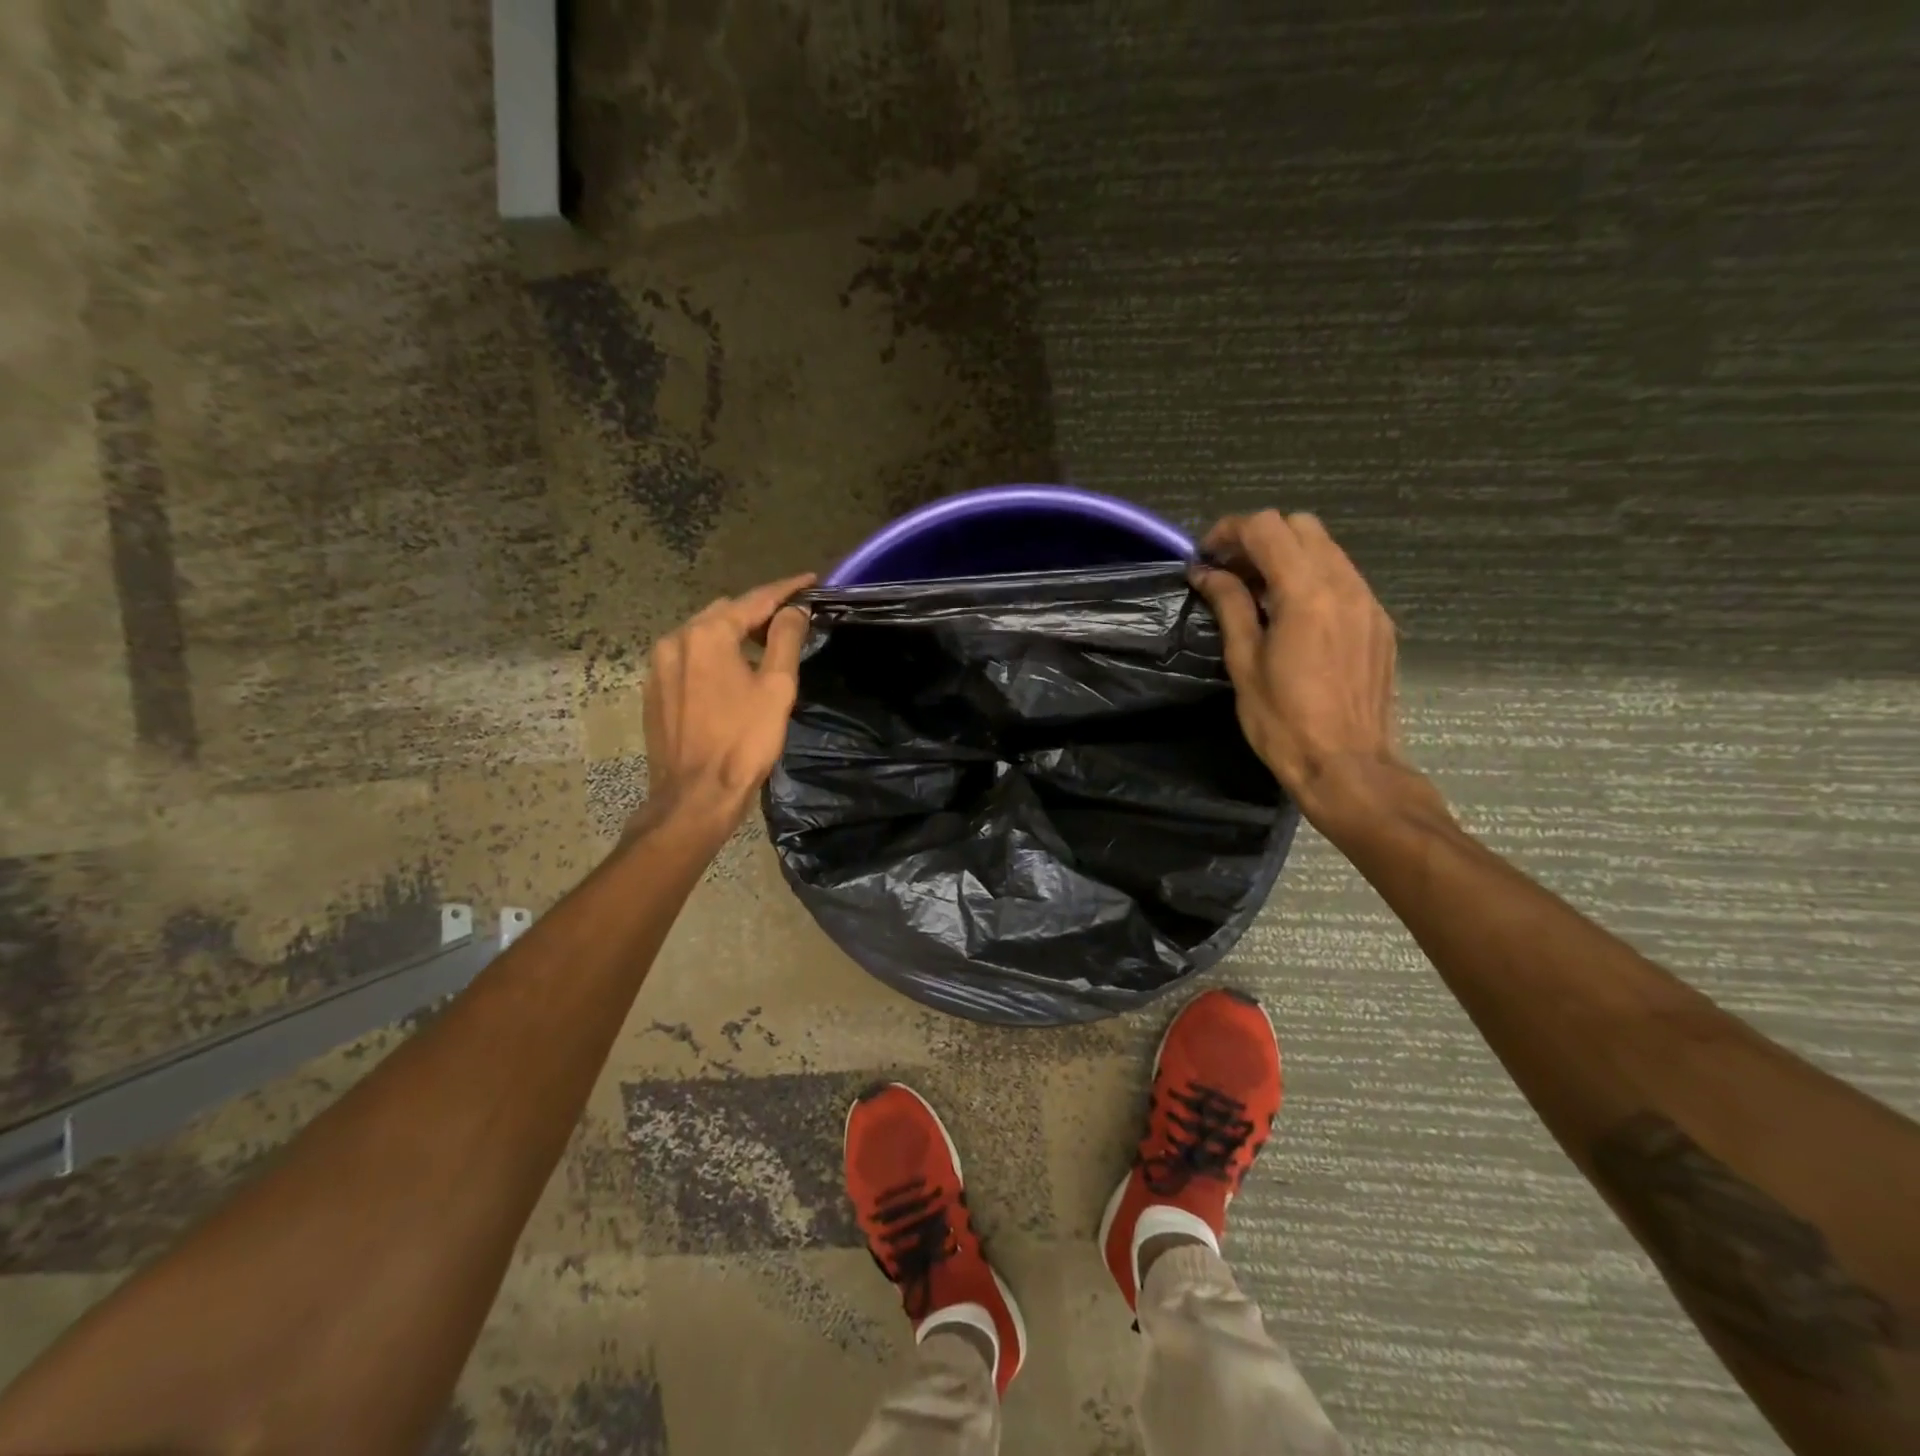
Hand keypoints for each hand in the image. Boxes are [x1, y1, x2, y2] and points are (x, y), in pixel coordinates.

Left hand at [632, 573, 814, 837]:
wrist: (695, 796)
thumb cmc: (743, 741)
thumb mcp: (776, 688)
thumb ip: (785, 639)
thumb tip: (794, 610)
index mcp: (707, 634)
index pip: (754, 599)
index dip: (786, 589)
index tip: (811, 581)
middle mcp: (676, 639)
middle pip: (725, 613)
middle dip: (758, 611)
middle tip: (790, 620)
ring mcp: (659, 666)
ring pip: (704, 634)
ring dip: (734, 633)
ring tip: (763, 645)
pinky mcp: (655, 690)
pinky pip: (689, 658)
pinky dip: (714, 655)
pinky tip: (731, 673)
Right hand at [1189, 512, 1432, 830]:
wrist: (1349, 766)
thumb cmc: (1284, 722)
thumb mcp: (1244, 663)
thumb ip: (1230, 606)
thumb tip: (1207, 573)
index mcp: (1307, 593)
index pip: (1267, 527)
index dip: (1229, 532)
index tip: (1206, 558)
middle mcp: (1345, 584)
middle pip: (1301, 526)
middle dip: (1259, 538)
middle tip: (1230, 574)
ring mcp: (1368, 602)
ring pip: (1326, 548)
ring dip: (1286, 556)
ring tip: (1257, 594)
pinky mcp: (1379, 622)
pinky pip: (1344, 578)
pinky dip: (1312, 578)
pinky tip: (1293, 616)